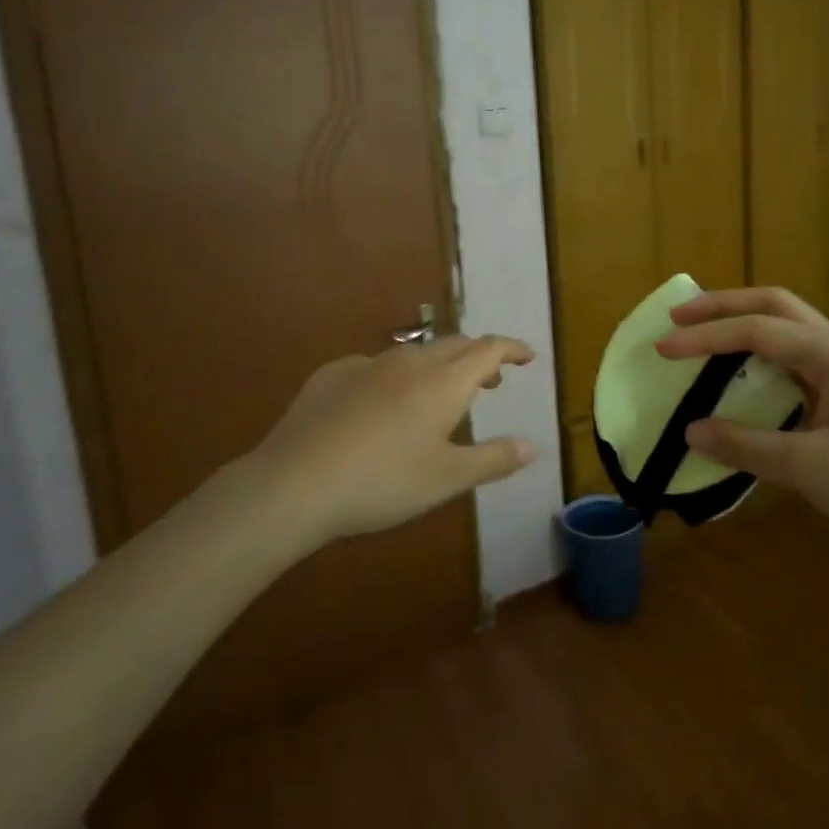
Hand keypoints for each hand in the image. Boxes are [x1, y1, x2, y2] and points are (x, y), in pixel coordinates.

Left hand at [245, 334, 536, 545]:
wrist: (295, 483)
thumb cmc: (383, 482)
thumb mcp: (447, 478)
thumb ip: (493, 459)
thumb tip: (532, 445)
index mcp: (443, 383)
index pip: (488, 349)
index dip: (512, 348)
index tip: (528, 357)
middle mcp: (409, 363)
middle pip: (454, 345)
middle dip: (478, 357)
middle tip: (491, 380)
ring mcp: (367, 365)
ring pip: (414, 353)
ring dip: (438, 366)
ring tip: (440, 393)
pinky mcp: (332, 375)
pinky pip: (376, 366)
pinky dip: (395, 377)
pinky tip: (381, 403)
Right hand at [656, 289, 828, 572]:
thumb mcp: (808, 468)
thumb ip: (745, 445)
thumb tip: (690, 431)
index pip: (755, 330)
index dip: (705, 336)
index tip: (662, 348)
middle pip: (775, 307)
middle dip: (724, 306)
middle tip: (678, 317)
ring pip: (788, 331)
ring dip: (744, 328)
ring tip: (703, 338)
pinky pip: (797, 362)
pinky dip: (762, 360)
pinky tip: (744, 380)